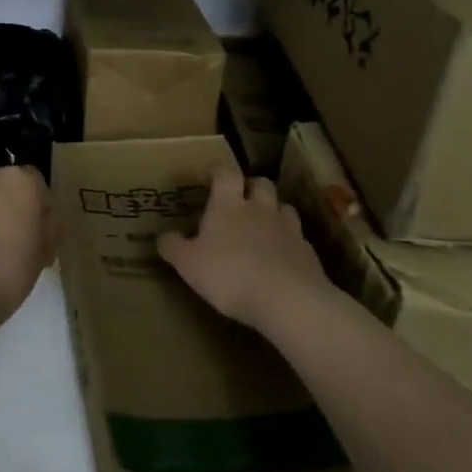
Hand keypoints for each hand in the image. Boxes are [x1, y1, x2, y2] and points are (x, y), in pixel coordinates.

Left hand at [0, 165, 51, 320]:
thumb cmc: (11, 270)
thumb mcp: (44, 252)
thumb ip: (45, 228)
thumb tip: (38, 223)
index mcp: (19, 182)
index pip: (35, 182)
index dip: (38, 205)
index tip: (37, 229)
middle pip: (1, 187)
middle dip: (6, 206)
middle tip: (10, 239)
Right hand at [158, 167, 333, 330]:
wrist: (287, 299)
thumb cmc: (229, 274)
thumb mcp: (188, 264)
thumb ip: (174, 247)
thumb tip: (163, 236)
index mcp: (228, 205)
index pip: (226, 173)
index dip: (219, 171)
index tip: (212, 176)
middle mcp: (260, 208)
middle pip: (261, 183)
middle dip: (251, 186)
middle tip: (241, 200)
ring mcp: (288, 228)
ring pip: (283, 207)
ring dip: (273, 212)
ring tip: (263, 227)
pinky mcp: (307, 251)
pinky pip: (298, 238)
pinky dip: (289, 242)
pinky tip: (281, 258)